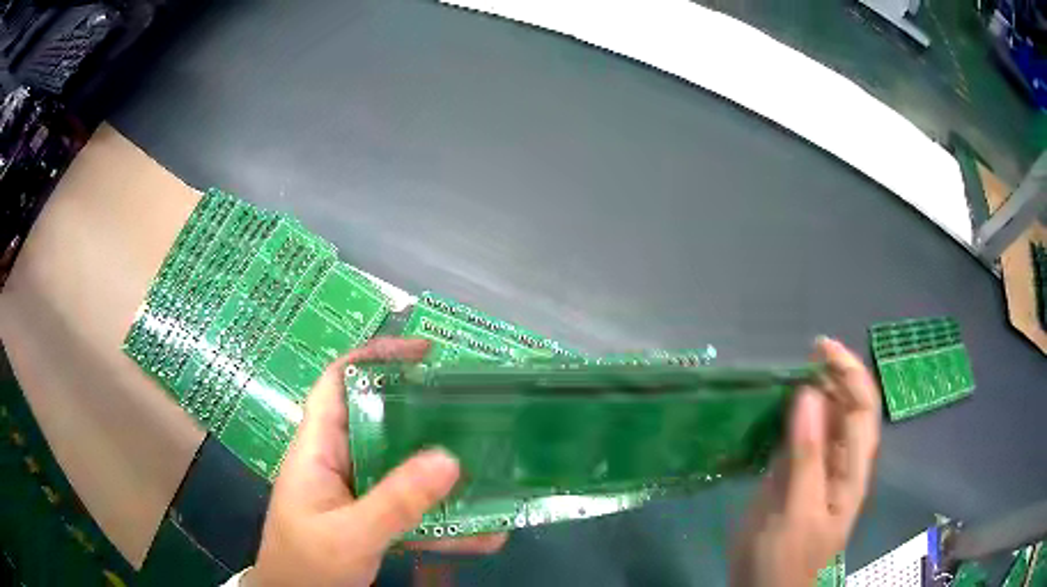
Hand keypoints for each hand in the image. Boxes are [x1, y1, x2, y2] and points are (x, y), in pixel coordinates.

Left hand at [249, 337, 507, 586]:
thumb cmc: (307, 563)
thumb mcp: (350, 534)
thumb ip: (396, 501)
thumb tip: (450, 458)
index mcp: (317, 448)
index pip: (338, 382)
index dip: (374, 356)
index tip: (423, 353)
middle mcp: (338, 460)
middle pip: (379, 418)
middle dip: (422, 409)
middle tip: (471, 405)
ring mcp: (357, 490)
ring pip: (402, 465)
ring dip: (443, 471)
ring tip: (491, 471)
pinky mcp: (372, 516)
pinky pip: (412, 505)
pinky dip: (444, 516)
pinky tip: (484, 532)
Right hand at [730, 337, 880, 586]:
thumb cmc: (786, 559)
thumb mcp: (798, 511)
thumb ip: (807, 455)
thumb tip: (809, 392)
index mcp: (853, 470)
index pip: (862, 408)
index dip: (848, 372)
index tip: (819, 347)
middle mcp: (841, 462)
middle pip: (846, 408)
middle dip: (829, 377)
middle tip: (796, 361)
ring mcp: (817, 470)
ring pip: (821, 420)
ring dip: (807, 394)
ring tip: (782, 379)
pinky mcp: (794, 478)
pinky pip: (797, 438)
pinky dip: (787, 419)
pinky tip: (770, 413)